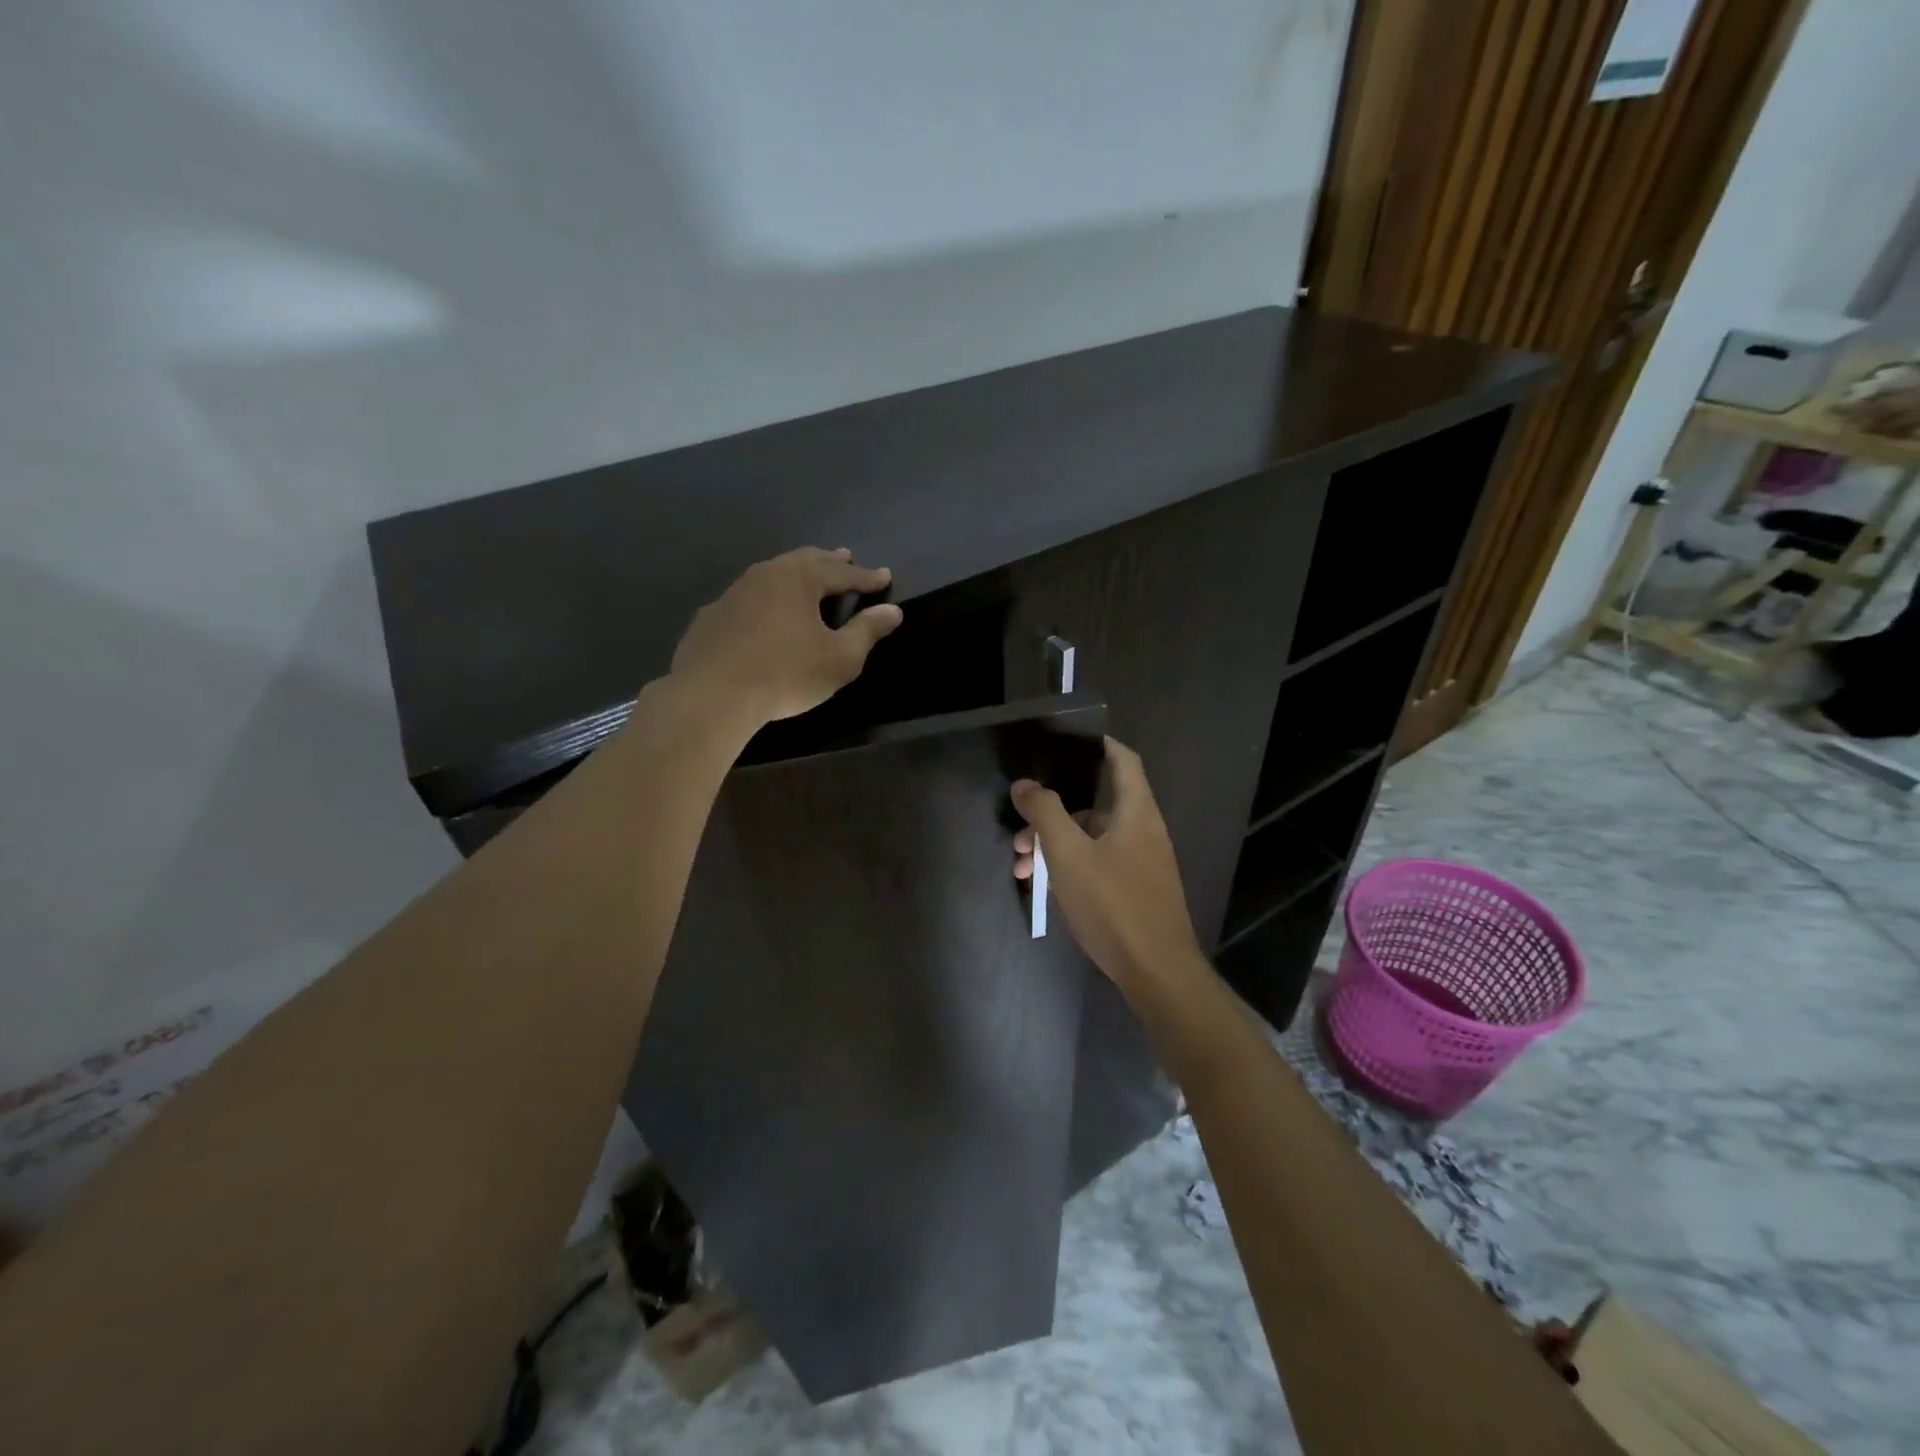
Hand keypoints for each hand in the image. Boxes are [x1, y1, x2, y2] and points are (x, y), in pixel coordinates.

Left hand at [671, 547, 903, 723]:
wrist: (712, 695)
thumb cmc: (786, 674)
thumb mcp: (840, 658)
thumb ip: (867, 631)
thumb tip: (893, 611)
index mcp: (800, 579)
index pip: (842, 573)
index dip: (866, 577)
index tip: (884, 576)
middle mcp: (765, 575)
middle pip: (804, 561)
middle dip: (828, 561)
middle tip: (845, 557)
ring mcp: (733, 593)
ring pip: (772, 574)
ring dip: (795, 574)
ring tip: (807, 578)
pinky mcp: (711, 616)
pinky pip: (747, 598)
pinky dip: (765, 598)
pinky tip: (763, 611)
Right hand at [1011, 738, 1206, 996]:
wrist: (1156, 972)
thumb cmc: (1113, 903)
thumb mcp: (1069, 854)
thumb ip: (1045, 813)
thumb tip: (1025, 783)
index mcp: (1136, 811)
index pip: (1122, 759)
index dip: (1097, 744)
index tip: (1063, 742)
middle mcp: (1143, 830)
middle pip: (1095, 804)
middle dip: (1053, 812)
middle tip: (1019, 830)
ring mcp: (1141, 863)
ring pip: (1091, 838)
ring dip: (1055, 845)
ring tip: (1020, 866)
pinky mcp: (1135, 891)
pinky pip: (1097, 863)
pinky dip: (1070, 866)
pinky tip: (1044, 887)